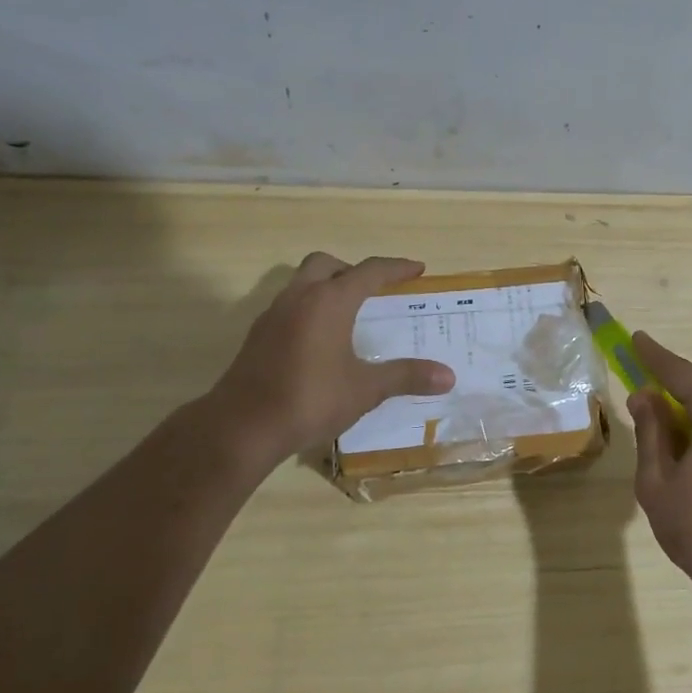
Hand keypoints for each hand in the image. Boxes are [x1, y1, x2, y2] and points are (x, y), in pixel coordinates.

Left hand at [208, 252, 454, 462]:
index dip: (396, 268)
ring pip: (302, 283)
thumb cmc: (310, 399)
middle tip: (374, 290)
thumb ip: (406, 376)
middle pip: (327, 265)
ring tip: (348, 314)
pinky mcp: (258, 336)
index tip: (417, 269)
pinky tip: (319, 341)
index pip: (369, 271)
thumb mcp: (366, 389)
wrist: (242, 427)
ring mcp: (273, 315)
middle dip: (353, 270)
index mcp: (329, 301)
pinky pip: (289, 307)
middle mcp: (299, 298)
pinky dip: (309, 310)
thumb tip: (448, 376)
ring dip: (327, 288)